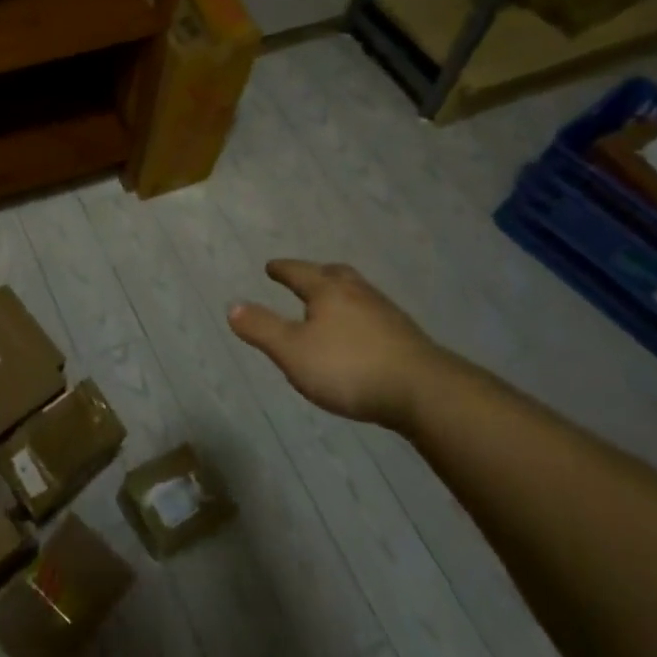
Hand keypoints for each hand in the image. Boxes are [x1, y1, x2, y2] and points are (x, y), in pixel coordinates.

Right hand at [228, 260, 455, 430]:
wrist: (423, 391)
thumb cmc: (349, 367)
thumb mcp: (293, 351)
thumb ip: (262, 329)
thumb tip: (232, 306)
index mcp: (328, 291)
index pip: (299, 272)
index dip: (282, 269)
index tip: (271, 266)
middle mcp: (358, 293)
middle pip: (334, 274)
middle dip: (316, 274)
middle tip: (305, 277)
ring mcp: (386, 313)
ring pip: (358, 293)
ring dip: (341, 295)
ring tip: (331, 306)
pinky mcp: (406, 337)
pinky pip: (374, 315)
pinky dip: (359, 317)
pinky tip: (360, 335)